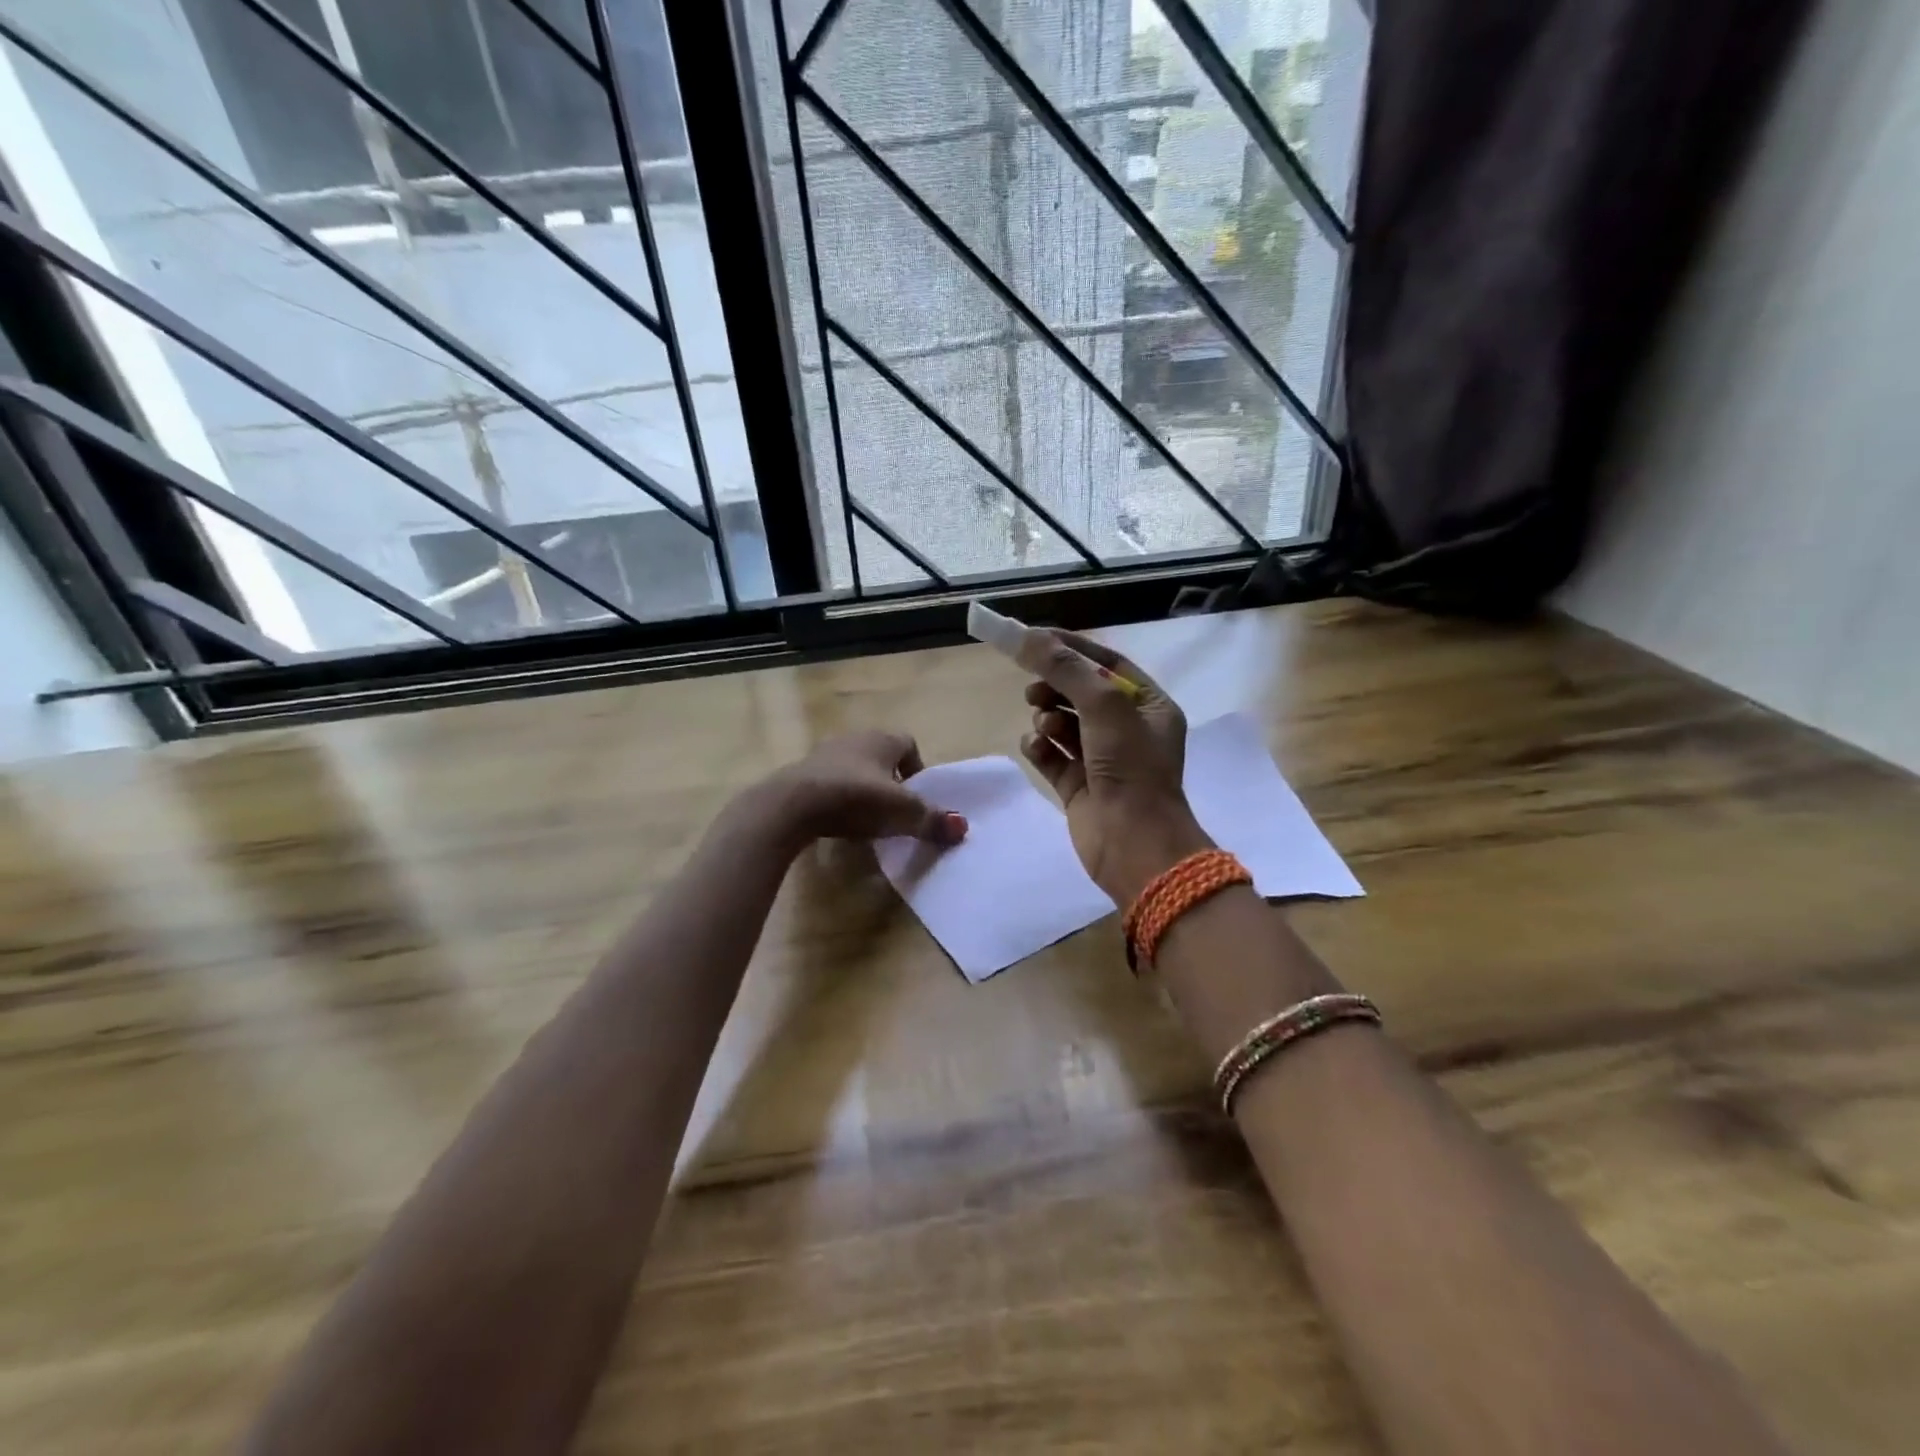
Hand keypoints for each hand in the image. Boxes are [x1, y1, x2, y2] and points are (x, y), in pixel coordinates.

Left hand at [767, 730, 967, 846]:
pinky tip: (838, 821)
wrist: (791, 805)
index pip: (908, 744)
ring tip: (867, 818)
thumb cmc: (854, 798)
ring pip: (854, 768)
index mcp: (881, 739)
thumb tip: (962, 829)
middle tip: (895, 810)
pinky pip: (829, 782)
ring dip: (863, 789)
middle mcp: (853, 738)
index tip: (916, 797)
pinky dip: (838, 798)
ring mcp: (823, 754)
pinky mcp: (801, 774)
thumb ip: (932, 820)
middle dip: (891, 780)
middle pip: (881, 756)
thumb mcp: (900, 813)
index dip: (917, 769)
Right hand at [1016, 629, 1212, 902]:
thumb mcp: (1104, 706)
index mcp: (1148, 706)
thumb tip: (1027, 636)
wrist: (1133, 844)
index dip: (1070, 647)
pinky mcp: (1078, 786)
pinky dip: (1040, 747)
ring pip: (1064, 723)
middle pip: (1081, 692)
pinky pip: (1052, 756)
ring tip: (1043, 723)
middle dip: (1054, 685)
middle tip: (1033, 688)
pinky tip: (1034, 747)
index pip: (1106, 663)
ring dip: (1047, 716)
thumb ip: (1065, 669)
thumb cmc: (1130, 767)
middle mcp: (1127, 730)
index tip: (1031, 637)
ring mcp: (1102, 760)